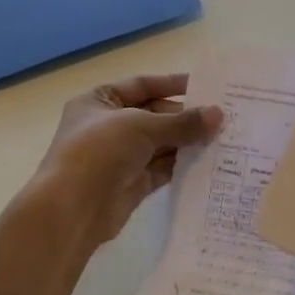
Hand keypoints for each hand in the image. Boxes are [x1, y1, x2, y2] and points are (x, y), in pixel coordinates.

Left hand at [28, 74, 223, 254]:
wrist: (72, 210)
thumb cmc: (99, 152)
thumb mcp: (142, 126)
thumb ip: (182, 122)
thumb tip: (219, 115)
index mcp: (99, 101)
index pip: (142, 85)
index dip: (172, 84)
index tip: (206, 87)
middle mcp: (108, 126)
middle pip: (154, 115)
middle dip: (185, 117)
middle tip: (222, 117)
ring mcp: (119, 156)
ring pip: (160, 143)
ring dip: (187, 141)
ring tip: (223, 137)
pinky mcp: (131, 183)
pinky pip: (162, 168)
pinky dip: (182, 164)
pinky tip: (208, 160)